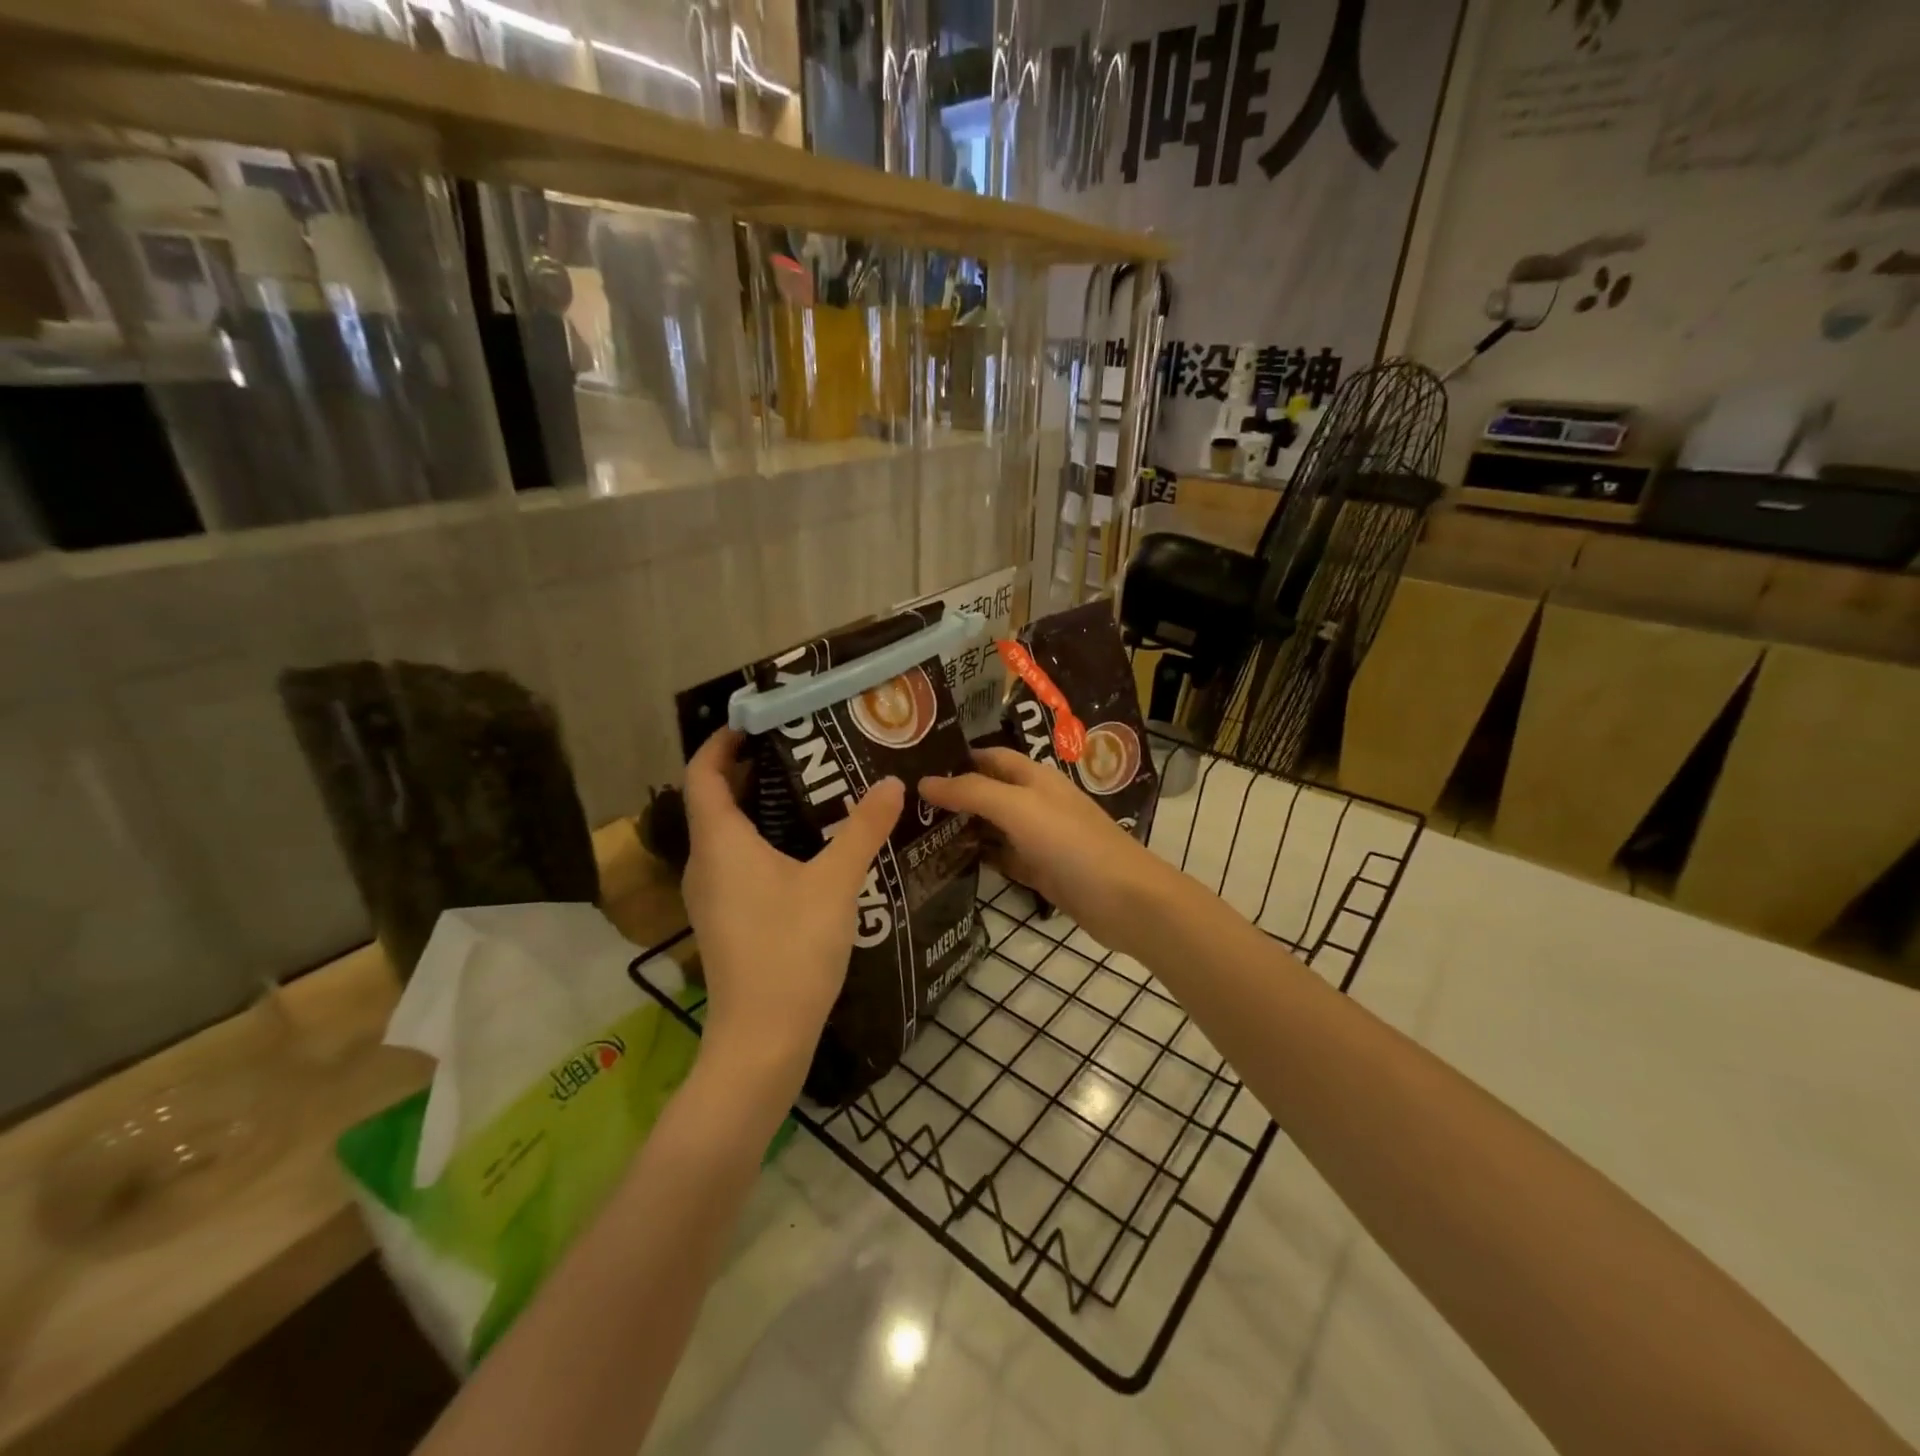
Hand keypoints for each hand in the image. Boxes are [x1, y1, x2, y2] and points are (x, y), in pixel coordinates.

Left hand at [680, 729, 903, 1092]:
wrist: (763, 1038)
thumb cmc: (791, 949)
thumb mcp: (836, 882)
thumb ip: (864, 829)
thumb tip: (891, 783)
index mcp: (720, 842)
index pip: (703, 773)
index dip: (722, 742)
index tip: (757, 720)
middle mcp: (705, 863)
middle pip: (715, 800)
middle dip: (752, 770)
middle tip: (802, 750)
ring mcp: (711, 895)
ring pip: (727, 834)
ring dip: (760, 807)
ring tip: (811, 792)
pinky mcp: (725, 919)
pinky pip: (736, 861)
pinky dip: (763, 840)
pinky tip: (807, 849)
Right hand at [919, 748, 1171, 953]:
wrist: (1123, 900)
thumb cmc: (1071, 843)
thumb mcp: (1018, 808)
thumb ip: (971, 792)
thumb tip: (924, 781)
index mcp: (1033, 777)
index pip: (987, 756)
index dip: (954, 758)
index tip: (912, 765)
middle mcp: (1034, 802)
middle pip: (986, 791)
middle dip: (951, 794)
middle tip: (902, 804)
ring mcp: (1037, 838)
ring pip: (990, 826)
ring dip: (960, 827)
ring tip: (912, 832)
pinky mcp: (1038, 870)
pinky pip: (1000, 858)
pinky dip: (977, 857)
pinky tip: (945, 863)